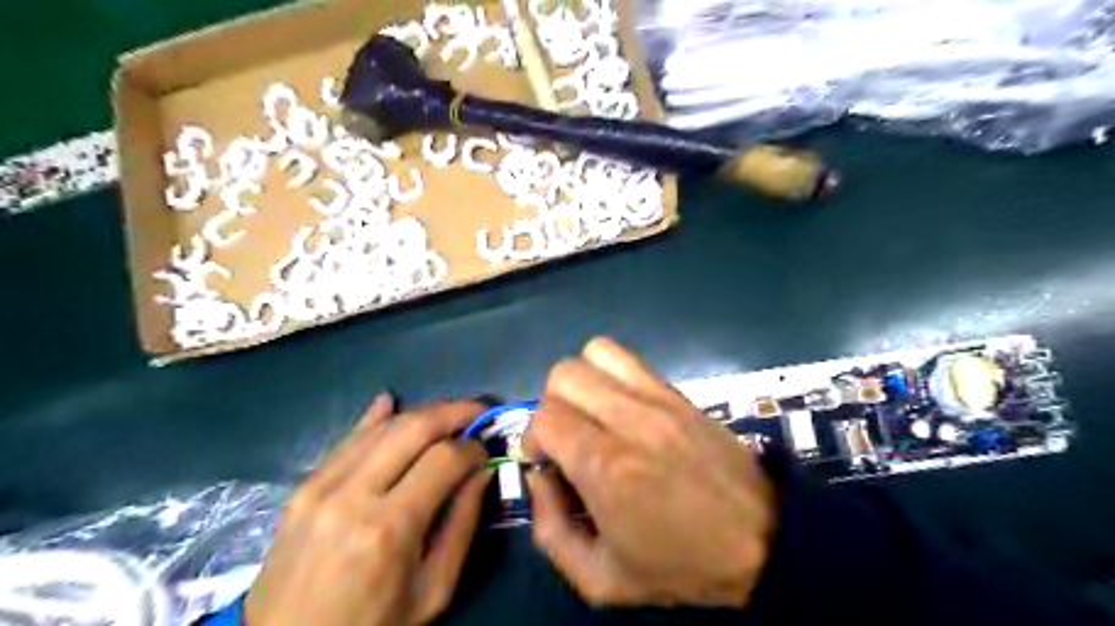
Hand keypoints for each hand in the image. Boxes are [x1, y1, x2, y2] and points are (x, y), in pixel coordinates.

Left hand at [246, 395, 490, 625]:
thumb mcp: (432, 590)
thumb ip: (462, 525)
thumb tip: (481, 472)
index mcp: (389, 528)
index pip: (443, 459)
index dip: (472, 447)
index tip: (485, 451)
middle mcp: (353, 494)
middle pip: (413, 427)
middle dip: (453, 411)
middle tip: (476, 411)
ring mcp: (321, 485)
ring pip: (381, 426)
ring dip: (420, 411)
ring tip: (447, 411)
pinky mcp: (303, 486)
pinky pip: (347, 438)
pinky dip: (374, 418)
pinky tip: (391, 401)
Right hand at [525, 340, 777, 608]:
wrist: (764, 541)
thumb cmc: (682, 565)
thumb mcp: (600, 580)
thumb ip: (550, 529)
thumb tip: (540, 476)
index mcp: (607, 466)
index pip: (545, 417)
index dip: (533, 439)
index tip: (547, 463)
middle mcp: (629, 420)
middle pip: (564, 376)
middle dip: (551, 406)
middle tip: (567, 440)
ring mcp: (658, 399)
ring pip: (594, 353)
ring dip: (580, 382)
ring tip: (591, 416)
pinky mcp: (678, 393)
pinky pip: (629, 359)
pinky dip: (610, 373)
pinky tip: (619, 407)